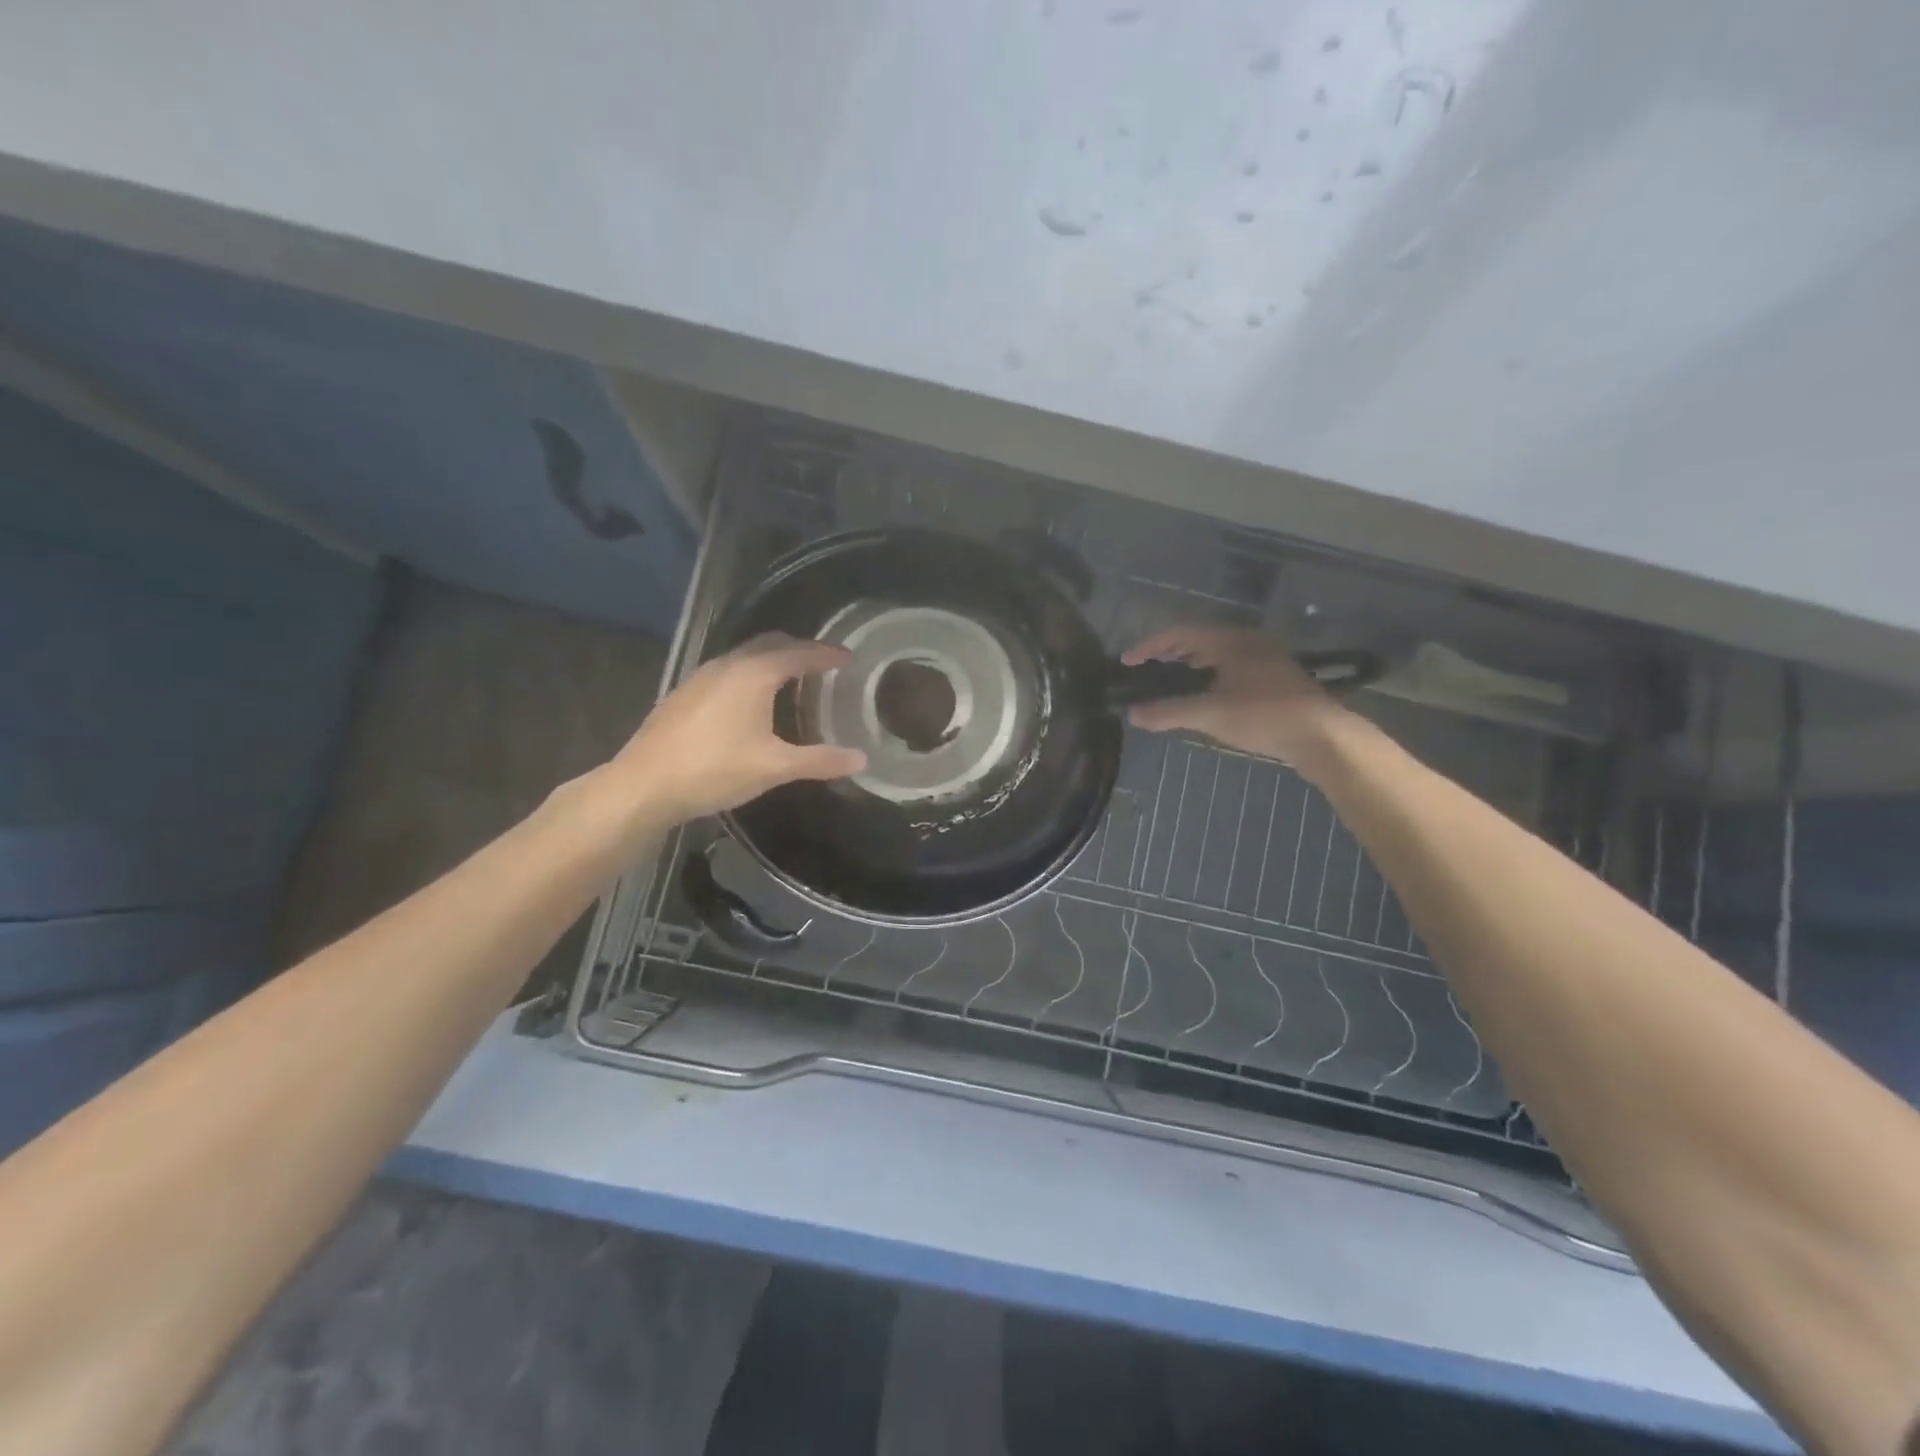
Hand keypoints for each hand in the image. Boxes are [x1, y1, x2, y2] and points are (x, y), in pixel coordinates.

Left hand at [605, 633, 866, 824]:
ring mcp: (701, 677)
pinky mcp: (684, 694)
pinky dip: (750, 674)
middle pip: (770, 644)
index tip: (848, 657)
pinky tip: (751, 703)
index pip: (799, 653)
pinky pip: (727, 671)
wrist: (643, 785)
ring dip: (772, 660)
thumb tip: (861, 759)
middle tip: (822, 665)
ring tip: (792, 681)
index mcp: (754, 674)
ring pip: (745, 656)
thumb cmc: (714, 770)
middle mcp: (728, 665)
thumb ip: (819, 760)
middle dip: (799, 649)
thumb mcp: (774, 767)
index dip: (826, 654)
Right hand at [1120, 625, 1349, 767]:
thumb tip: (1132, 714)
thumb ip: (1168, 712)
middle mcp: (1247, 641)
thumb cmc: (1264, 716)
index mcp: (1230, 641)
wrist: (1323, 736)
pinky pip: (1231, 667)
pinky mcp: (1275, 677)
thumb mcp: (1210, 714)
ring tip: (1169, 683)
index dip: (1149, 646)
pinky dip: (1209, 676)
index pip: (1179, 633)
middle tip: (1145, 670)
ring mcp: (1264, 658)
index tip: (1127, 662)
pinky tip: (1204, 697)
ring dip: (1189, 665)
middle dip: (1168, 653)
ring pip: (1217, 654)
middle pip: (1198, 639)